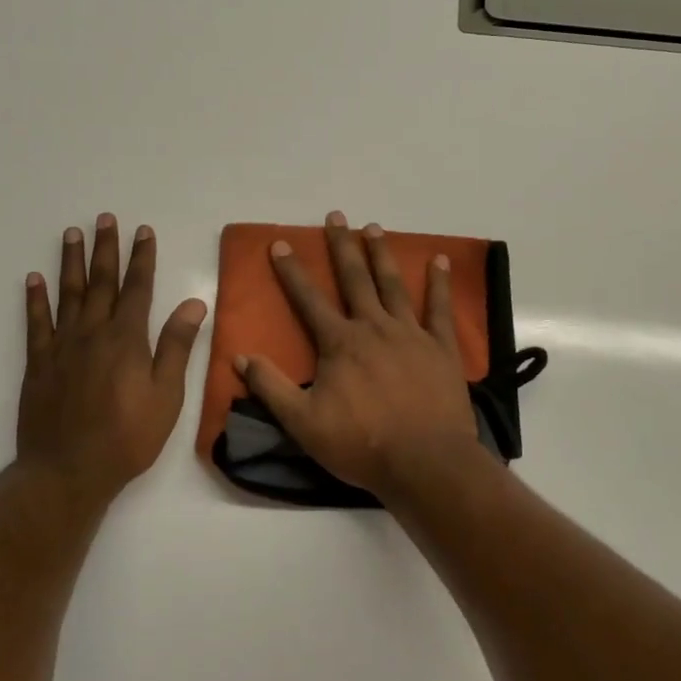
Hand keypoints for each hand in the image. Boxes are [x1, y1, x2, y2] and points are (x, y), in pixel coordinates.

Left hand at [19, 214, 207, 499]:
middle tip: (105, 218)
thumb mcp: (166, 396)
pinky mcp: (38, 364)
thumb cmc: (127, 437)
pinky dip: (35, 299)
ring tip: (72, 233)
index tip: (143, 231)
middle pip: (101, 282)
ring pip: (68, 294)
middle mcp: (93, 333)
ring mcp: (62, 346)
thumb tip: (194, 302)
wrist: (67, 472)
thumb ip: (177, 347)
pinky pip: (36, 323)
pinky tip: (34, 279)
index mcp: (127, 339)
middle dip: (106, 248)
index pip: (138, 288)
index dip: (142, 258)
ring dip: (71, 262)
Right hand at [235, 212, 489, 500]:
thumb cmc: (361, 444)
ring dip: (382, 254)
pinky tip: (440, 260)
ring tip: (374, 227)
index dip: (292, 271)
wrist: (425, 463)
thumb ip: (271, 388)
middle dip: (342, 246)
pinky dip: (439, 283)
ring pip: (393, 285)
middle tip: (336, 216)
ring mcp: (411, 334)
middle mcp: (373, 327)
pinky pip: (439, 308)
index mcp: (340, 343)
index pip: (309, 300)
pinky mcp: (441, 347)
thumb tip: (240, 357)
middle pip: (355, 279)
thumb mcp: (303, 423)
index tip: (281, 244)